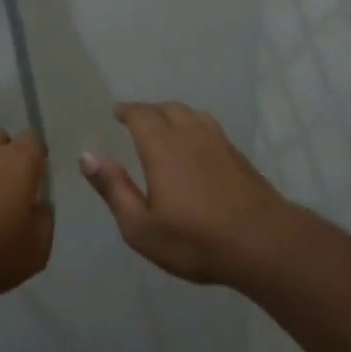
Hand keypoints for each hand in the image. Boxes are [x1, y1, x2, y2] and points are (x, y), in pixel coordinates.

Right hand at [80, 102, 297, 283]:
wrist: (262, 242)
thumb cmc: (195, 239)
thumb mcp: (141, 226)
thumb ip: (114, 188)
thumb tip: (88, 156)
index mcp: (163, 147)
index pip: (141, 115)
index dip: (128, 110)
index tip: (117, 112)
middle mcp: (191, 135)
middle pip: (168, 109)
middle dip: (149, 110)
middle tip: (136, 119)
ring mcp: (219, 143)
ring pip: (193, 114)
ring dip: (174, 114)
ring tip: (164, 125)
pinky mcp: (238, 156)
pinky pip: (210, 127)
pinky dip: (195, 125)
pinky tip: (196, 143)